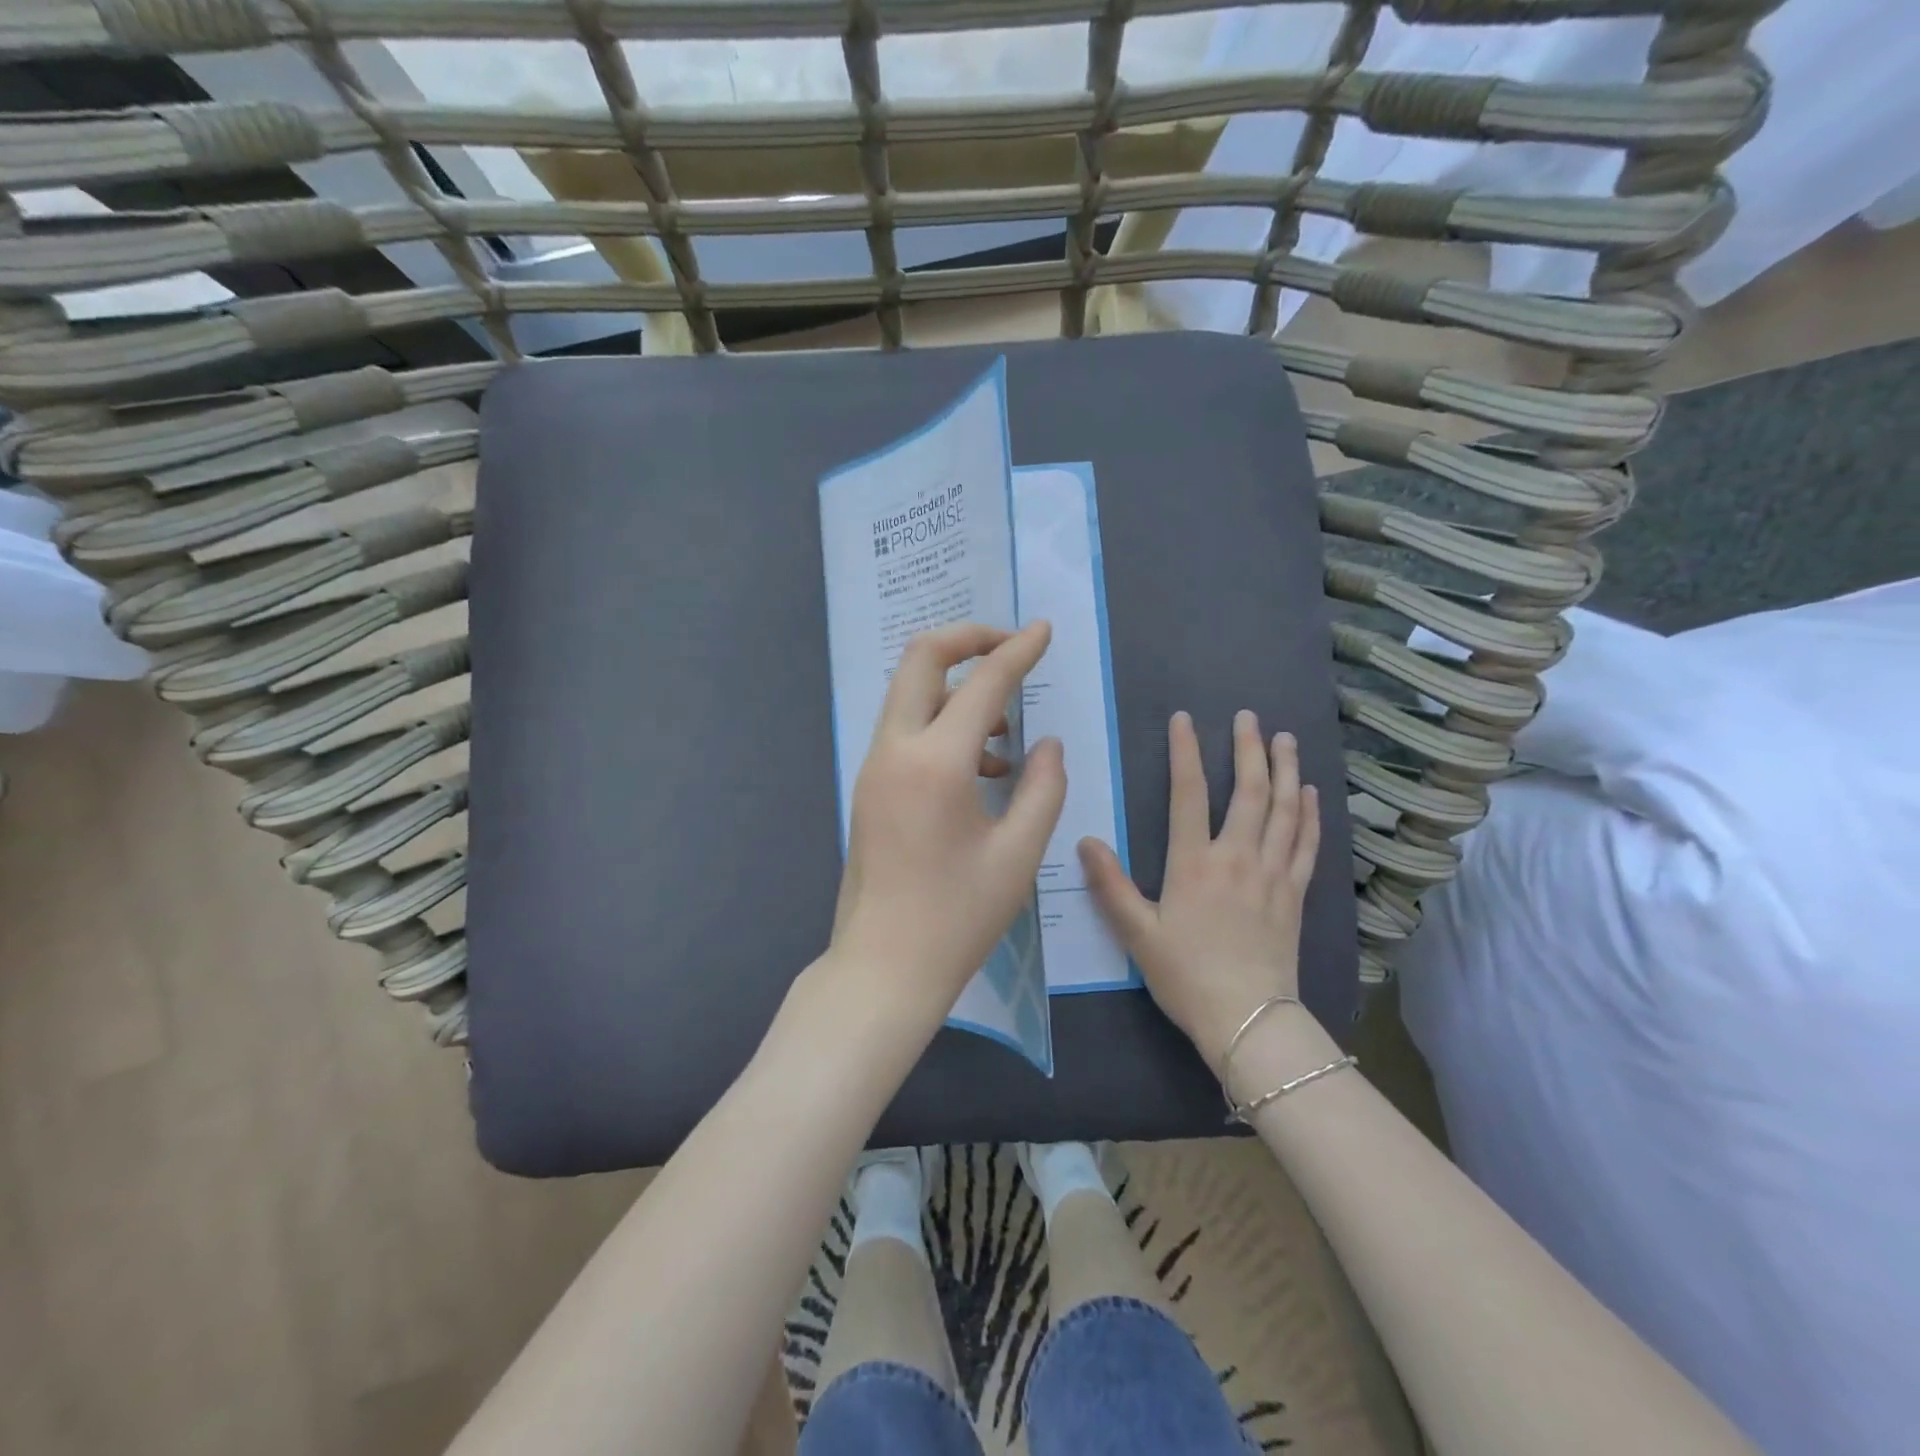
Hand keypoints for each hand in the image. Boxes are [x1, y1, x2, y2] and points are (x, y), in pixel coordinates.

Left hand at [827, 621, 1066, 1036]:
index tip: (1044, 630)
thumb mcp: (1018, 854)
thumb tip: (1045, 743)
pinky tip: (982, 770)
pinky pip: (906, 730)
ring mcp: (875, 767)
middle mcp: (895, 750)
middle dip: (968, 640)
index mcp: (935, 762)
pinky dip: (943, 726)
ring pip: (910, 694)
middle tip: (1011, 649)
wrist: (883, 967)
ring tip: (1005, 733)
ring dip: (957, 689)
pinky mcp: (870, 787)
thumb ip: (1043, 787)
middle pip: (921, 659)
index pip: (983, 683)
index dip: (1018, 650)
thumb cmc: (957, 917)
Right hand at [1079, 710, 1320, 1072]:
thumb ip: (1110, 885)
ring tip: (1286, 739)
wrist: (1248, 1019)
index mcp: (1194, 862)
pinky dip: (1310, 815)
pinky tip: (1312, 794)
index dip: (1186, 752)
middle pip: (1249, 791)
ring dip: (1286, 770)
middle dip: (1249, 748)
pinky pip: (1307, 844)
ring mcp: (1272, 873)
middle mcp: (1237, 857)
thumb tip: (1085, 841)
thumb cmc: (1185, 975)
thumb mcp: (1136, 933)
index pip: (1189, 793)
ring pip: (1284, 810)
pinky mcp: (1296, 893)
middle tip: (1249, 717)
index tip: (1185, 720)